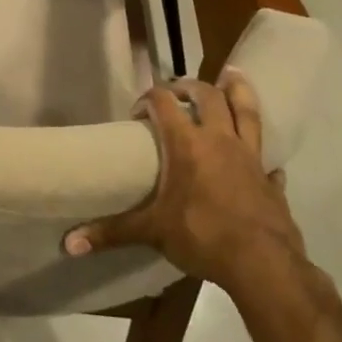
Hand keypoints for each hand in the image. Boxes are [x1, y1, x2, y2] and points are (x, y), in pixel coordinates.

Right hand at [64, 71, 305, 292]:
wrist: (264, 266)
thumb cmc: (202, 237)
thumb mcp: (152, 232)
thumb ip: (112, 232)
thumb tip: (70, 244)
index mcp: (187, 144)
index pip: (164, 103)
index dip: (148, 99)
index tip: (137, 112)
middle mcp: (220, 141)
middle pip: (208, 96)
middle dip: (191, 87)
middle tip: (178, 89)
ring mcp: (250, 158)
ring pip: (247, 112)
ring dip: (238, 92)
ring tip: (232, 75)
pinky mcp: (271, 181)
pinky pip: (267, 160)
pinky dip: (262, 156)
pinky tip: (263, 162)